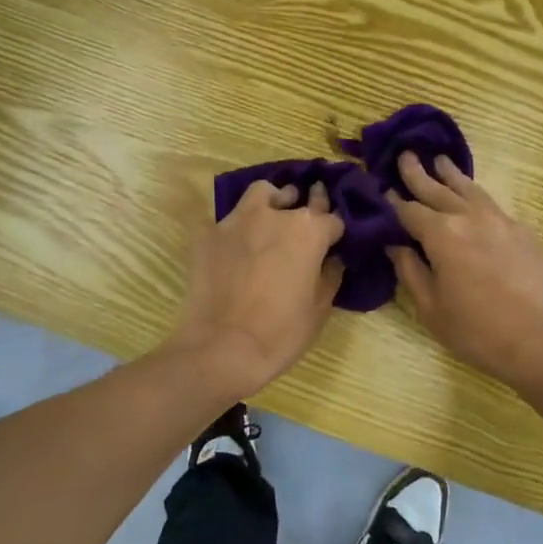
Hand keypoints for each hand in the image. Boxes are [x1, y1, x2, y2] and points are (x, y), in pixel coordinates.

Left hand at [164, 180, 344, 400]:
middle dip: (305, 207)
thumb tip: (332, 259)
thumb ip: (330, 275)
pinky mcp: (207, 233)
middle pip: (297, 198)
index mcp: (308, 231)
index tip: (333, 242)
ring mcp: (237, 220)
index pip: (332, 218)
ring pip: (260, 194)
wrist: (222, 349)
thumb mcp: (319, 308)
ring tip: (269, 218)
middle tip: (305, 223)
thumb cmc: (281, 332)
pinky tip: (234, 249)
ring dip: (270, 201)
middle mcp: (275, 215)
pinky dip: (236, 230)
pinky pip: (227, 222)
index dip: (335, 231)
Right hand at [387, 153, 542, 391]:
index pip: (409, 210)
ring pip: (470, 189)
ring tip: (441, 161)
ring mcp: (500, 220)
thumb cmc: (476, 330)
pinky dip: (477, 197)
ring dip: (452, 175)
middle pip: (438, 189)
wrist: (540, 339)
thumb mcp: (430, 307)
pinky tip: (475, 200)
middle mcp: (469, 217)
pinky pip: (493, 205)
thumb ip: (410, 270)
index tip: (383, 190)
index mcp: (441, 234)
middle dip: (418, 173)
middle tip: (406, 155)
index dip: (393, 201)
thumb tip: (395, 244)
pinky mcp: (523, 231)